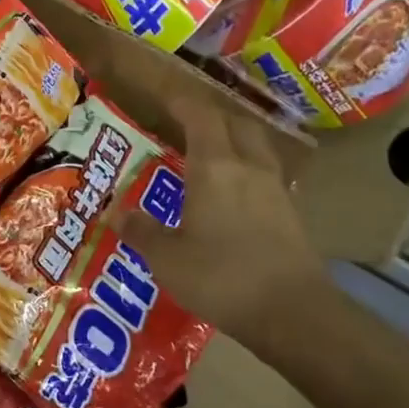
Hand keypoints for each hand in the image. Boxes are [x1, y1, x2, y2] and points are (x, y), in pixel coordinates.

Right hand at [112, 89, 327, 358]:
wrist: (292, 313)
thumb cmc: (222, 277)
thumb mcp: (167, 258)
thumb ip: (142, 231)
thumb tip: (116, 213)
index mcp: (215, 167)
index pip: (199, 115)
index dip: (181, 100)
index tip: (163, 94)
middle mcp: (248, 167)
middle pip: (234, 123)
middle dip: (210, 117)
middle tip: (185, 124)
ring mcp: (275, 189)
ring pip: (255, 147)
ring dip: (233, 140)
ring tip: (211, 153)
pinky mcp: (290, 213)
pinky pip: (266, 174)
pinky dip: (248, 170)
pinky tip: (236, 192)